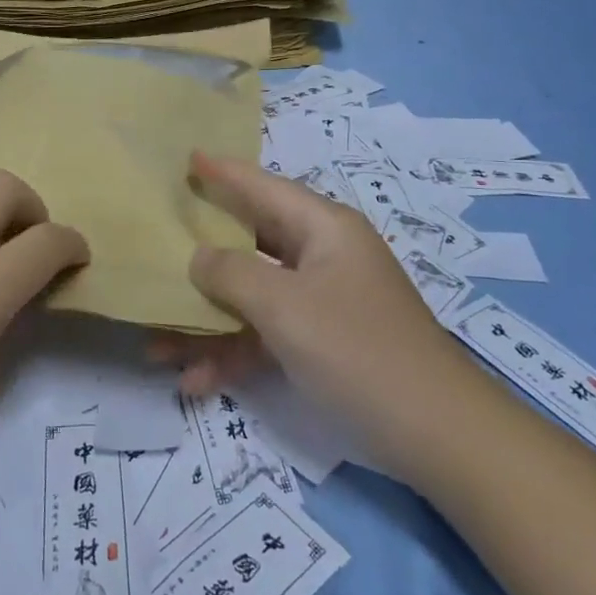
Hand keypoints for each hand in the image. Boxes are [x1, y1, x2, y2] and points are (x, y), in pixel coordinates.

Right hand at [152, 152, 465, 477]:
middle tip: (157, 245)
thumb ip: (232, 274)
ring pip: (254, 295)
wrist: (438, 436)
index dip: (224, 172)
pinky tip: (195, 382)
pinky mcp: (324, 342)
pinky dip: (236, 352)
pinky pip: (269, 334)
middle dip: (202, 256)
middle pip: (251, 241)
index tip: (187, 157)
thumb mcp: (286, 307)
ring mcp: (324, 300)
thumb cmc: (357, 351)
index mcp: (324, 229)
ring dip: (209, 321)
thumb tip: (198, 256)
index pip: (263, 187)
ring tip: (157, 346)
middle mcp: (323, 255)